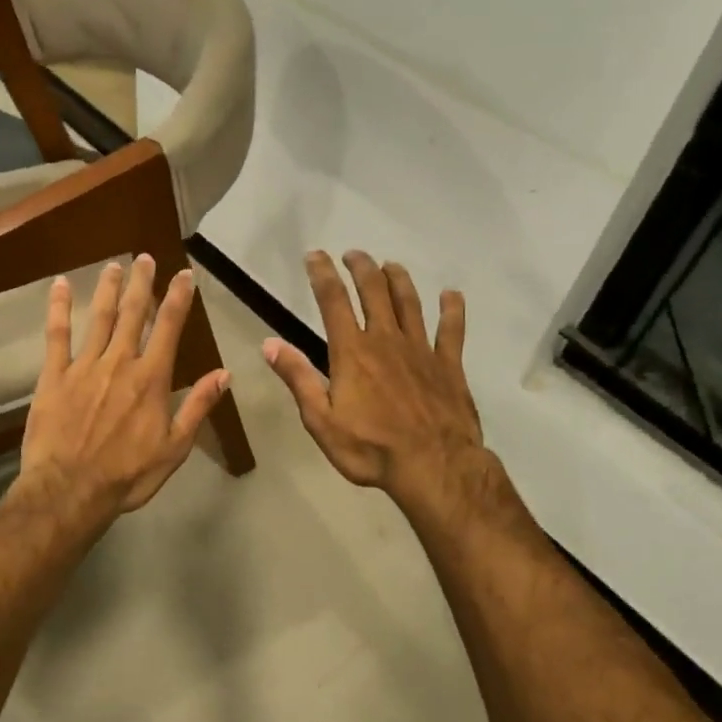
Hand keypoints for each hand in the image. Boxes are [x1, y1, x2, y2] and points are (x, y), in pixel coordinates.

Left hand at [17, 255, 230, 529]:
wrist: (70, 490)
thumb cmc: (127, 475)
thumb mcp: (175, 448)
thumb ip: (198, 407)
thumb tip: (225, 373)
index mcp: (151, 379)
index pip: (169, 328)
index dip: (178, 298)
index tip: (184, 275)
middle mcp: (120, 363)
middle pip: (133, 313)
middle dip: (142, 283)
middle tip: (144, 258)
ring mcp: (84, 366)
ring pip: (99, 318)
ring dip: (108, 289)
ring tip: (114, 265)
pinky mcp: (54, 376)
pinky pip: (56, 335)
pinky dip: (58, 308)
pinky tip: (59, 285)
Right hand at [264, 251, 485, 509]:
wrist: (433, 466)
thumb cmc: (370, 448)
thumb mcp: (321, 420)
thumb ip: (298, 378)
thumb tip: (269, 344)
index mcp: (352, 351)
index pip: (333, 301)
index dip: (322, 274)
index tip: (315, 256)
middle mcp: (386, 340)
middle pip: (374, 291)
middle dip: (362, 268)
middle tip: (354, 254)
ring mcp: (421, 350)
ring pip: (409, 302)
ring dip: (398, 279)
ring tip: (391, 265)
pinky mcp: (448, 365)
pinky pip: (451, 330)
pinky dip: (452, 310)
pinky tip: (451, 295)